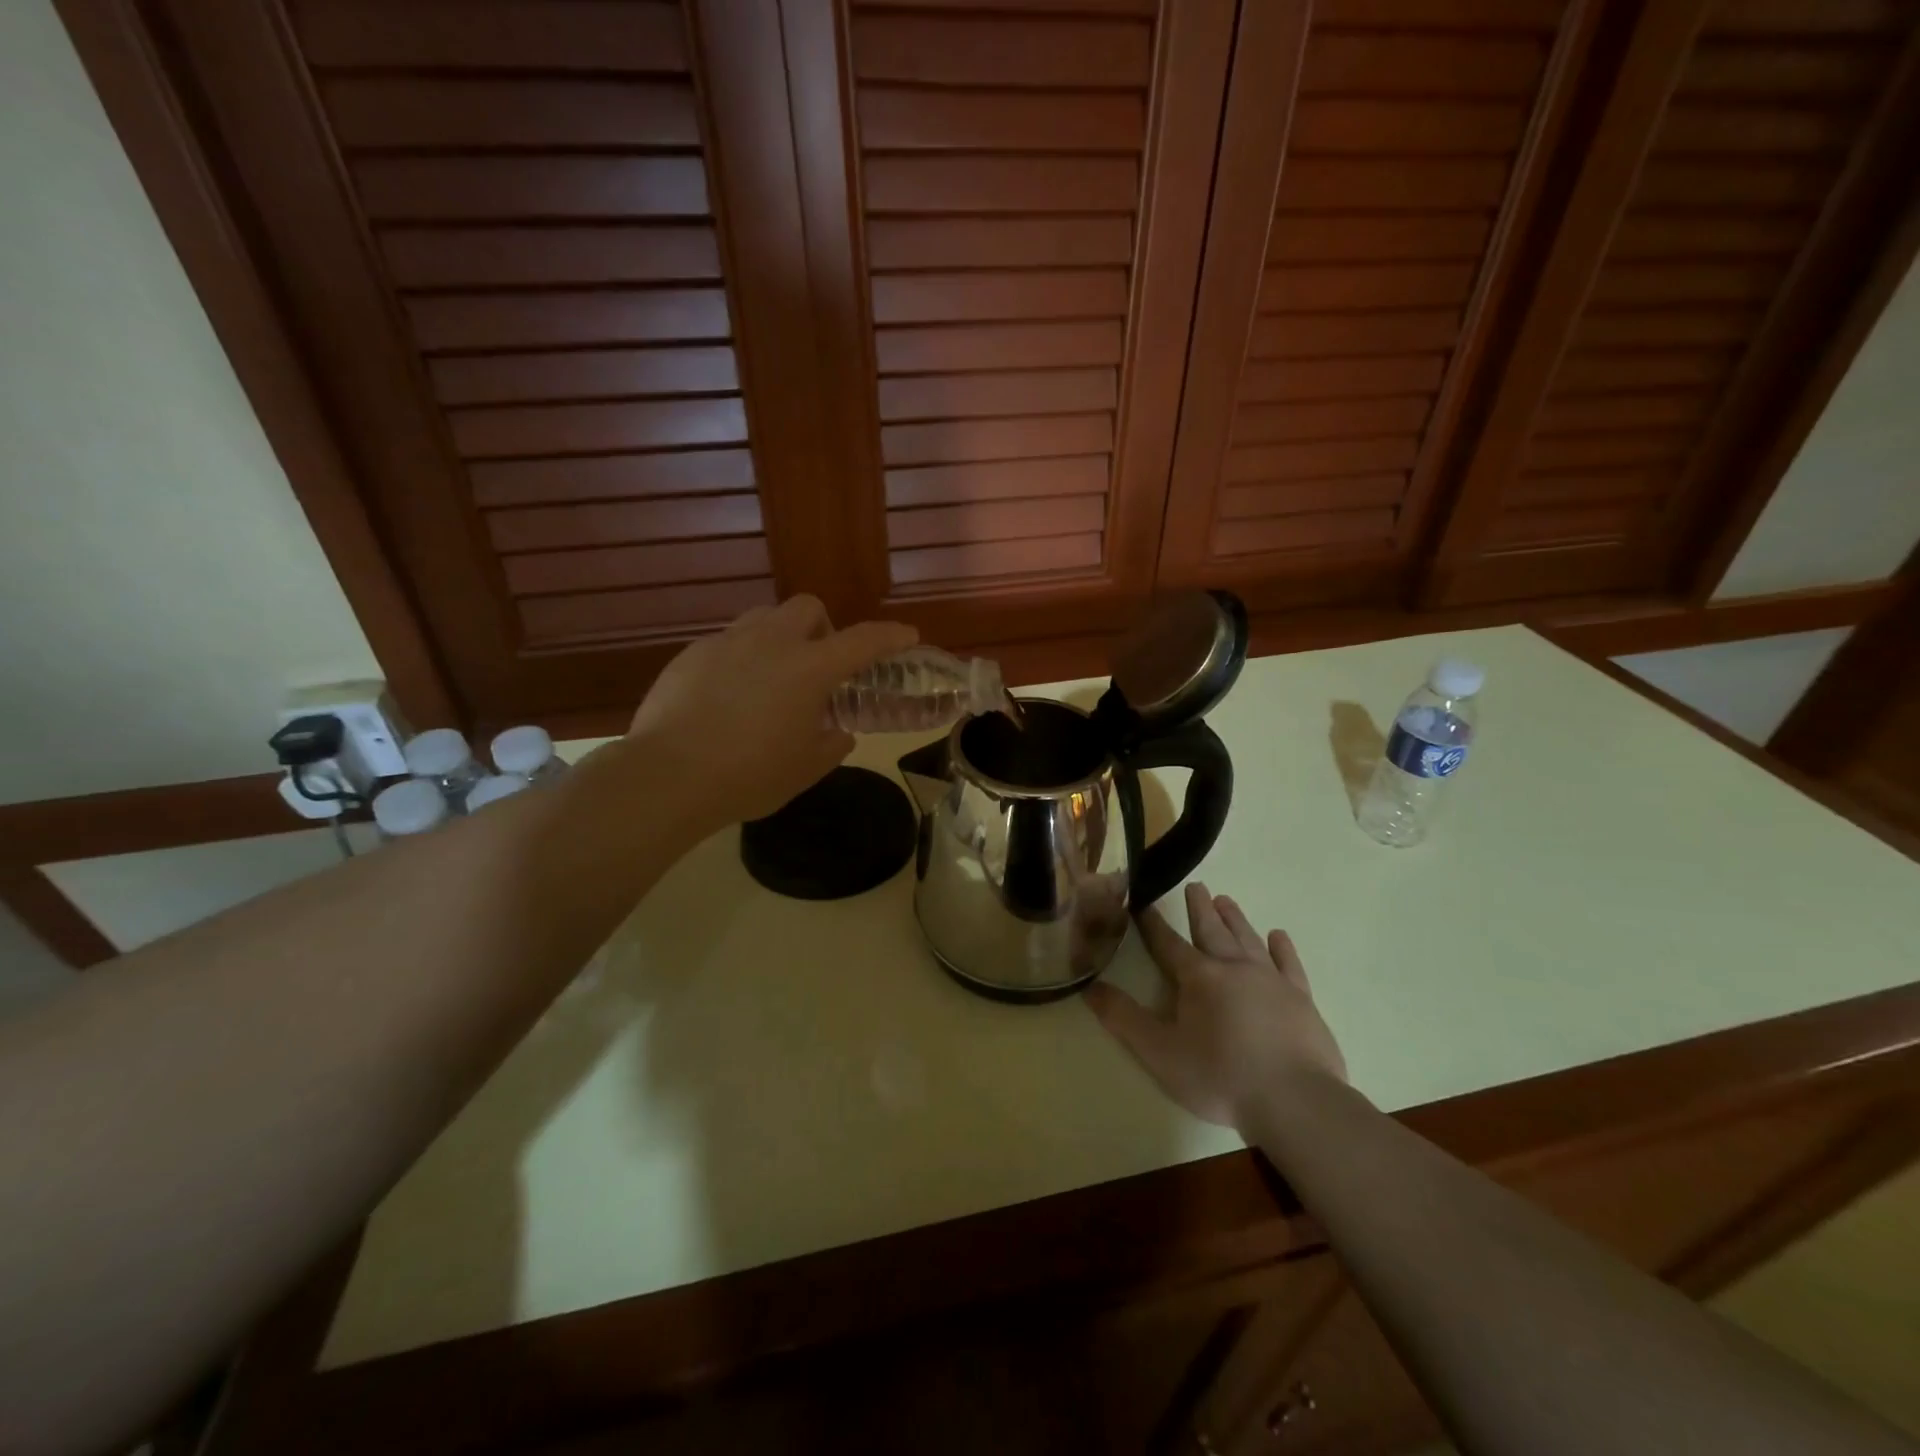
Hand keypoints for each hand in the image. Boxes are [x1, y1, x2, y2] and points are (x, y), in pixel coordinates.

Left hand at [629, 596, 916, 828]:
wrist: (668, 776)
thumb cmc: (750, 774)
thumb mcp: (805, 768)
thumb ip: (832, 745)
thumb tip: (838, 733)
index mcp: (809, 669)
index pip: (863, 641)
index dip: (890, 636)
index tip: (907, 636)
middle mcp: (771, 642)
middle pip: (808, 607)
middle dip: (823, 628)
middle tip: (818, 667)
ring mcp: (727, 643)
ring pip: (763, 618)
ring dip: (780, 637)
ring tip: (772, 677)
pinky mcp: (691, 654)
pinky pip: (727, 643)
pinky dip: (741, 659)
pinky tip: (728, 697)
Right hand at [1084, 882, 1345, 1129]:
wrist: (1295, 1102)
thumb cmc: (1220, 1077)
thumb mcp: (1160, 1052)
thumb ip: (1123, 1018)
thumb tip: (1090, 988)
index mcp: (1198, 977)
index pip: (1168, 943)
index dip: (1153, 924)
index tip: (1143, 902)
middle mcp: (1234, 967)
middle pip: (1212, 930)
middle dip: (1199, 908)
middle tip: (1195, 885)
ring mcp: (1272, 980)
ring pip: (1248, 939)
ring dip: (1235, 919)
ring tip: (1225, 900)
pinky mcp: (1301, 999)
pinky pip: (1289, 964)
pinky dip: (1282, 947)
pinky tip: (1278, 936)